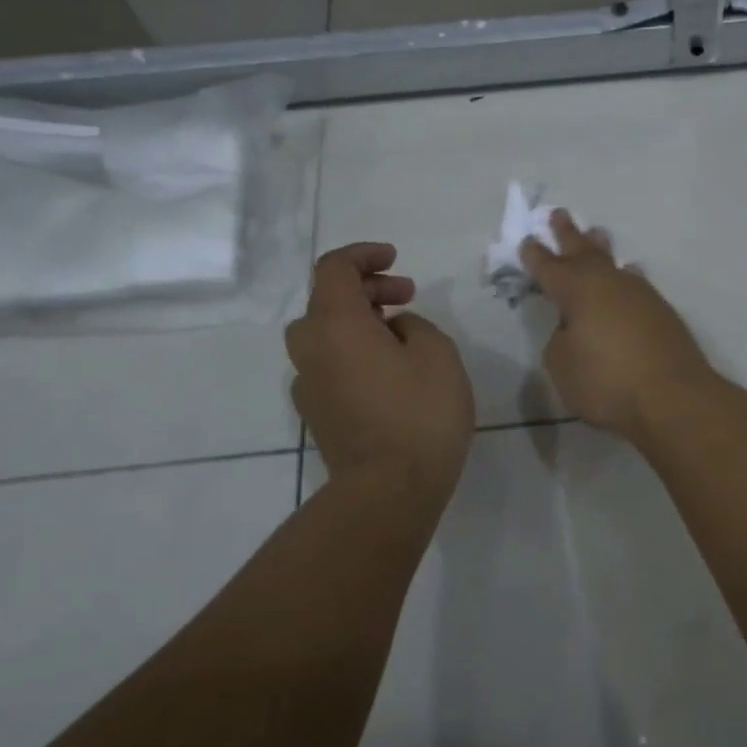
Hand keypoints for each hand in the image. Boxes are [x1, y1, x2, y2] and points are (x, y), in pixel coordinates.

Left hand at [286, 243, 474, 500]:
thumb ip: (415, 326)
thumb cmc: (419, 414)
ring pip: (326, 334)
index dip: (363, 255)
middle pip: (327, 300)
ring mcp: (308, 384)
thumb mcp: (438, 354)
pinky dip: (353, 352)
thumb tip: (395, 330)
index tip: (396, 259)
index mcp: (335, 325)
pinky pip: (330, 364)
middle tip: (407, 296)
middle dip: (367, 288)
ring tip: (403, 334)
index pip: (333, 268)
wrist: (387, 491)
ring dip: (359, 321)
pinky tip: (388, 372)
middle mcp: (310, 349)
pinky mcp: (316, 413)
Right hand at [520, 212, 719, 440]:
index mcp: (577, 291)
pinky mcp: (661, 312)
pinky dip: (626, 276)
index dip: (535, 255)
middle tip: (560, 214)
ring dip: (601, 249)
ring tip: (597, 234)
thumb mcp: (563, 366)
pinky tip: (630, 274)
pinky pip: (636, 283)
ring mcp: (639, 294)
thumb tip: (574, 329)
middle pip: (584, 252)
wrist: (673, 396)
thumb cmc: (607, 382)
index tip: (527, 240)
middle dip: (569, 234)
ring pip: (613, 263)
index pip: (549, 267)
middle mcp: (608, 283)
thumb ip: (560, 341)